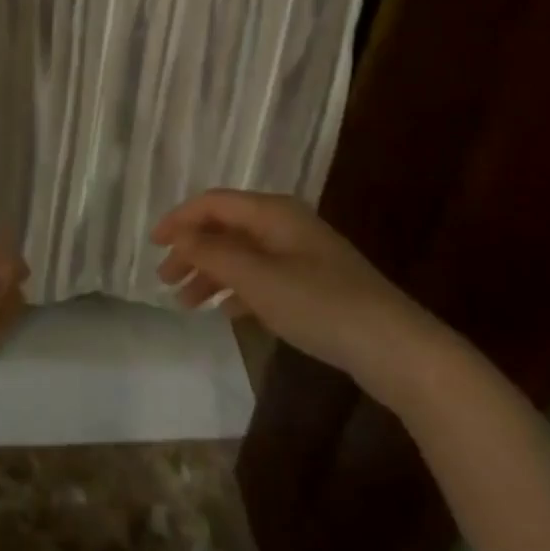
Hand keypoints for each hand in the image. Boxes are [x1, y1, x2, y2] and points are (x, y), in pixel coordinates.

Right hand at [152, 190, 429, 383]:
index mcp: (273, 212)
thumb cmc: (319, 304)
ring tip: (187, 303)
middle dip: (193, 250)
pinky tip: (227, 313)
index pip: (213, 203)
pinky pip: (263, 278)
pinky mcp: (313, 285)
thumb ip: (212, 253)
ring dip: (212, 273)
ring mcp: (302, 256)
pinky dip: (239, 290)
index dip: (179, 219)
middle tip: (166, 279)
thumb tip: (179, 237)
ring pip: (243, 255)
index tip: (153, 245)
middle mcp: (285, 225)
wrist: (396, 348)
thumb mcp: (257, 277)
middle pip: (226, 228)